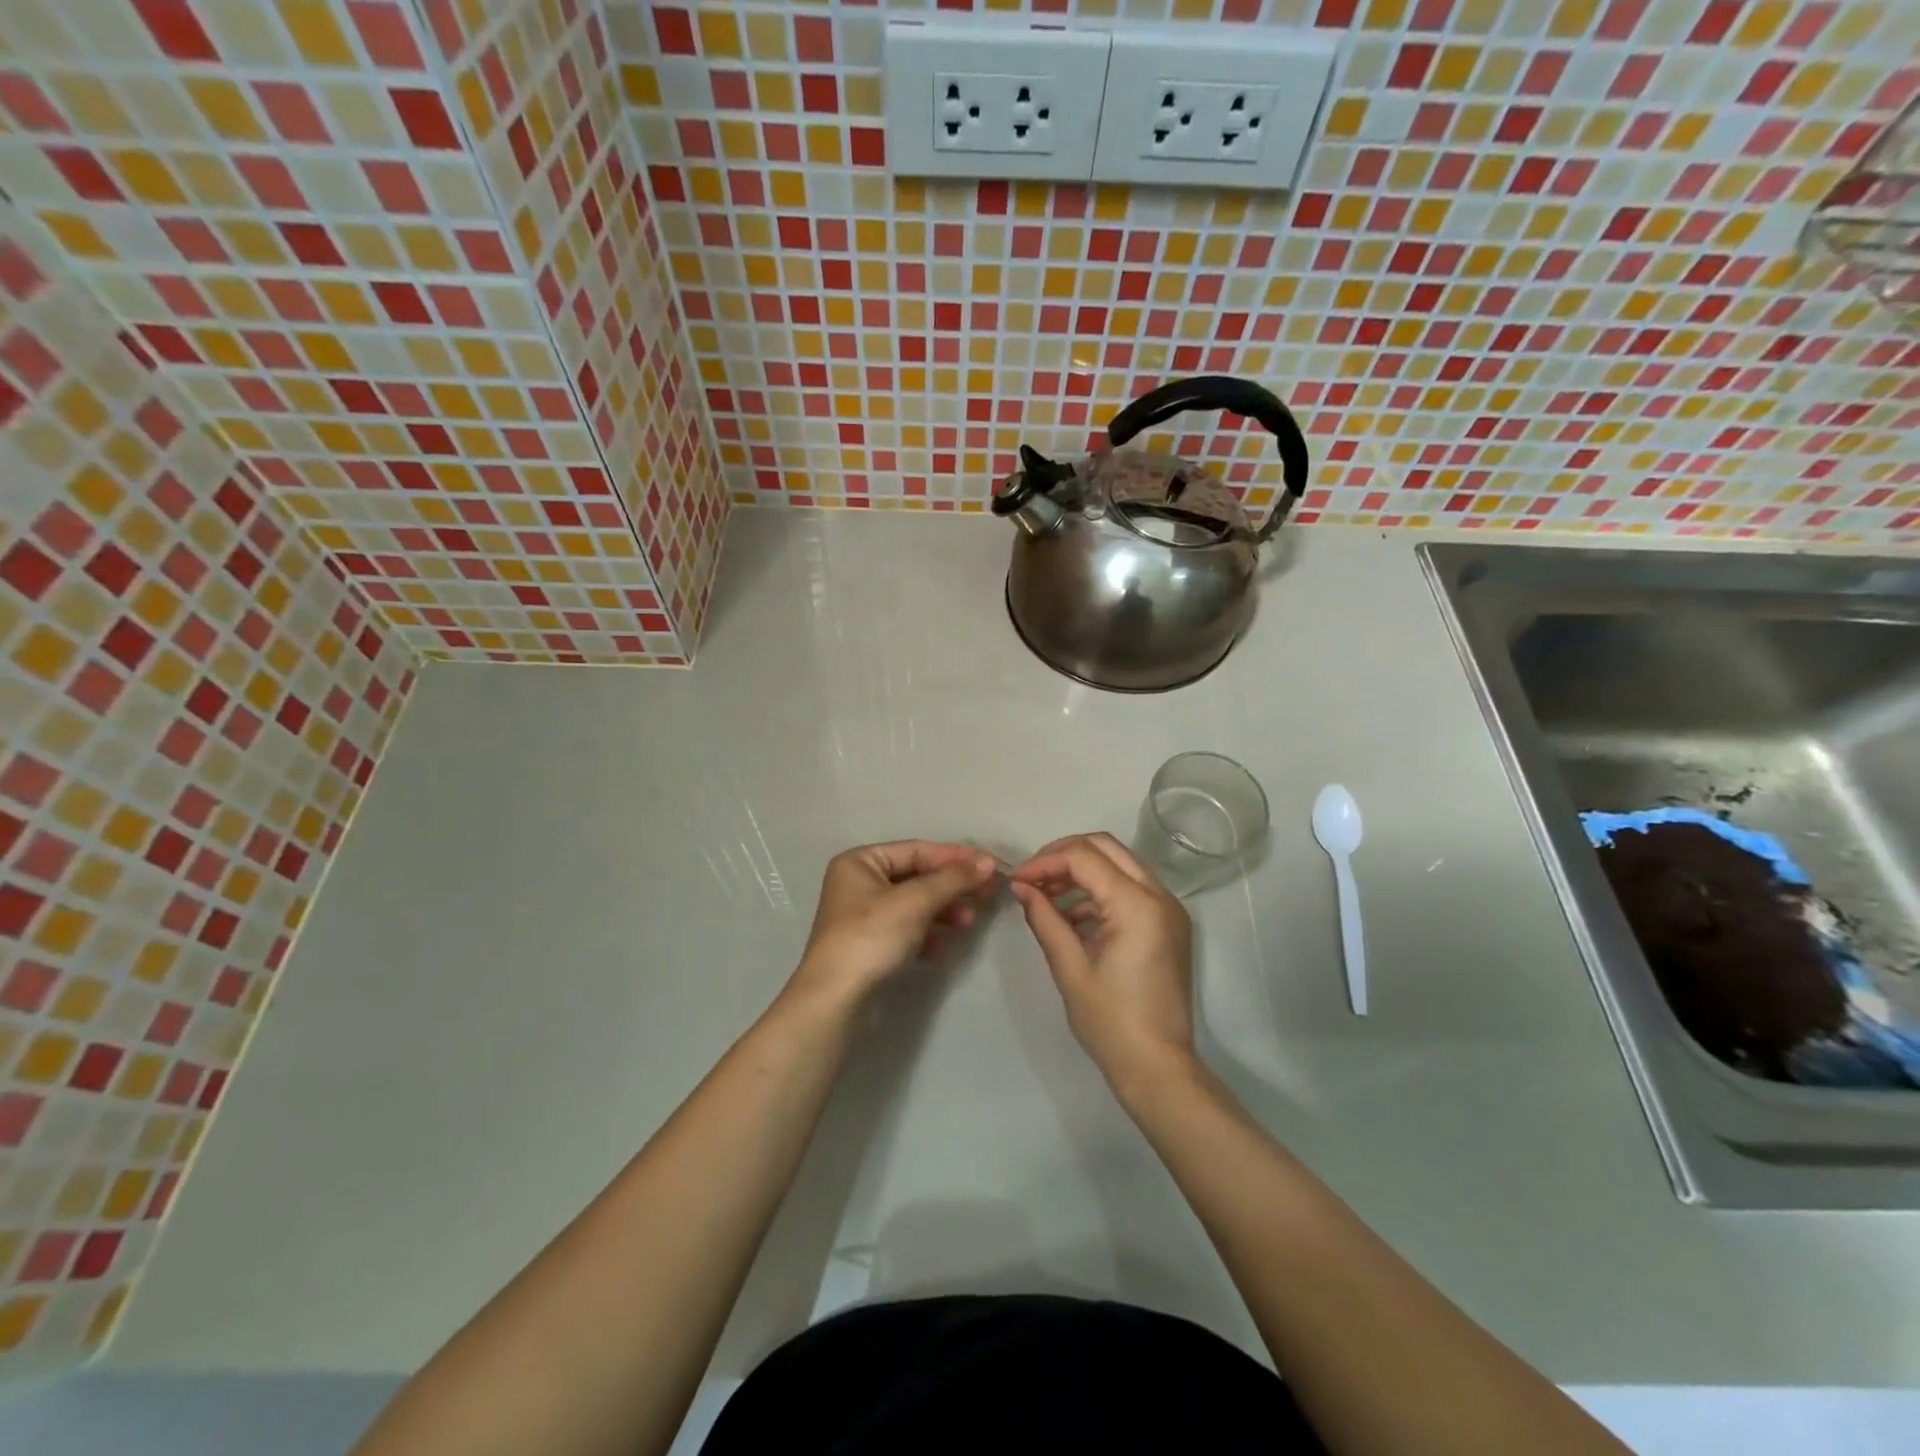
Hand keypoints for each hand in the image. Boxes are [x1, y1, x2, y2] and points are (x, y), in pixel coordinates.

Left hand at [787, 840, 997, 1013]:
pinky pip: (906, 931)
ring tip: (968, 923)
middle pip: (917, 877)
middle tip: (986, 895)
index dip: (954, 857)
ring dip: (943, 912)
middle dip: (951, 887)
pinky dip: (927, 936)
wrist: (836, 1000)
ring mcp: (863, 917)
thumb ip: (953, 879)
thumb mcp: (915, 901)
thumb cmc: (872, 937)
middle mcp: (859, 883)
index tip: (989, 866)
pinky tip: (941, 950)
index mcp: (860, 862)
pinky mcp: (870, 946)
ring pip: (914, 905)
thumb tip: (988, 862)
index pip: (916, 851)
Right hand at [1009, 833, 1195, 1094]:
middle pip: (1106, 847)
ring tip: (1046, 895)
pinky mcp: (1169, 924)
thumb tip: (1021, 887)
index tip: (1016, 880)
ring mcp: (1169, 909)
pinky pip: (1131, 888)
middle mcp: (1159, 896)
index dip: (1044, 862)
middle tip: (1032, 876)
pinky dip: (1100, 890)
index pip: (1084, 857)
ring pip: (1120, 864)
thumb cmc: (1111, 1022)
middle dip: (1064, 854)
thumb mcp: (1070, 968)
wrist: (1159, 1067)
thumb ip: (1044, 919)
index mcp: (1137, 905)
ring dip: (1082, 870)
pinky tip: (1071, 915)